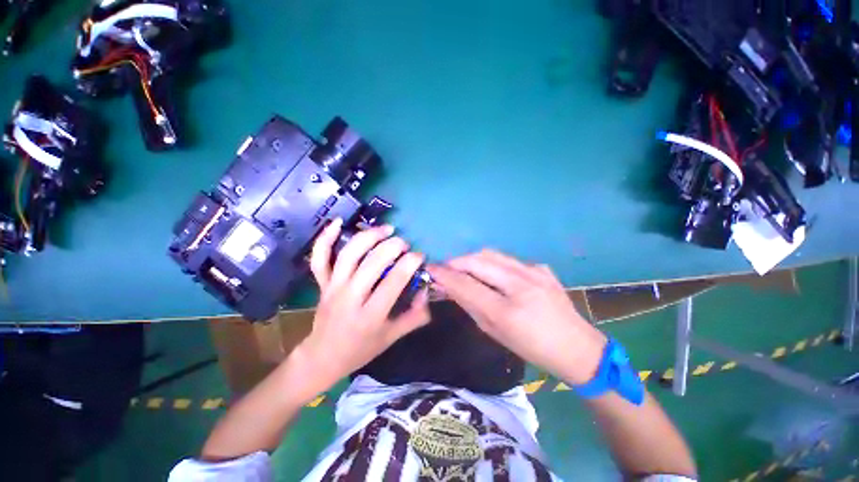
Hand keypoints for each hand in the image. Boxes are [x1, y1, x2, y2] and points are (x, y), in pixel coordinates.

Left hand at [299, 219, 430, 384]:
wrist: (322, 357)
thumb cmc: (361, 349)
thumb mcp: (392, 337)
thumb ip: (414, 316)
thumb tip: (427, 291)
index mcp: (370, 316)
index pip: (393, 281)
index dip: (410, 263)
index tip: (420, 256)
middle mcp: (350, 298)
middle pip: (372, 263)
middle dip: (393, 247)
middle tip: (405, 244)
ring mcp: (332, 288)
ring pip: (349, 254)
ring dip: (369, 236)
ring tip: (386, 229)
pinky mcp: (321, 283)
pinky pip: (320, 258)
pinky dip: (325, 238)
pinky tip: (337, 222)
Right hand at [428, 250, 606, 384]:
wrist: (577, 348)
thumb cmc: (532, 348)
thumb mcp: (495, 332)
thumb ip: (471, 306)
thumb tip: (450, 288)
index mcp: (507, 310)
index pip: (466, 284)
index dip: (445, 274)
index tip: (431, 268)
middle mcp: (521, 284)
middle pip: (478, 261)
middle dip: (457, 262)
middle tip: (447, 269)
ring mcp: (534, 272)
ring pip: (492, 254)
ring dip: (473, 259)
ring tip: (465, 269)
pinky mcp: (542, 268)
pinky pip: (508, 259)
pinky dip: (493, 263)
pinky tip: (494, 275)